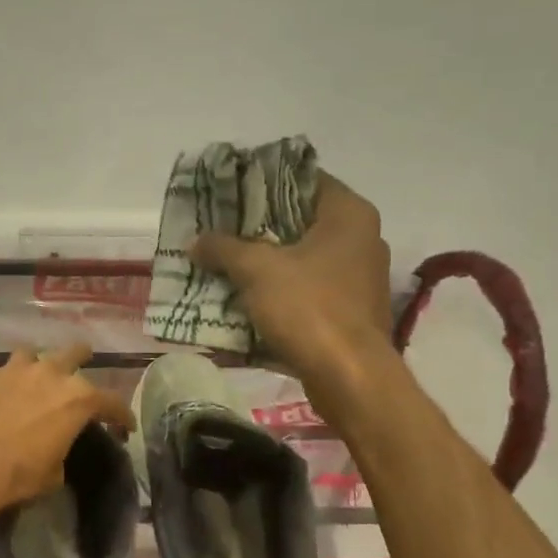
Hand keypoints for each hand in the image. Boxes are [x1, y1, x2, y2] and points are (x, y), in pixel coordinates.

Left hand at [0, 344, 132, 517]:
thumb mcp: (51, 476)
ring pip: (29, 354)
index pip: (112, 402)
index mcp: (76, 400)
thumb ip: (59, 454)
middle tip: (82, 362)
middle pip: (74, 353)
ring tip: (27, 379)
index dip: (121, 415)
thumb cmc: (16, 475)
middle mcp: (47, 374)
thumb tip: (51, 453)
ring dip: (32, 366)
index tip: (125, 425)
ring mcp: (9, 368)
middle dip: (81, 357)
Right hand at [190, 172, 396, 391]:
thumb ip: (224, 248)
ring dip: (265, 263)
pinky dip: (278, 292)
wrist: (349, 377)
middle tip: (219, 228)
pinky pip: (307, 291)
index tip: (230, 191)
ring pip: (302, 259)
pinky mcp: (350, 312)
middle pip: (300, 221)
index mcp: (349, 214)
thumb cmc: (309, 308)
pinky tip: (245, 299)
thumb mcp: (257, 271)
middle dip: (258, 228)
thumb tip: (196, 240)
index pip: (304, 180)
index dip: (264, 183)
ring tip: (224, 263)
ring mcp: (358, 278)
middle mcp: (362, 239)